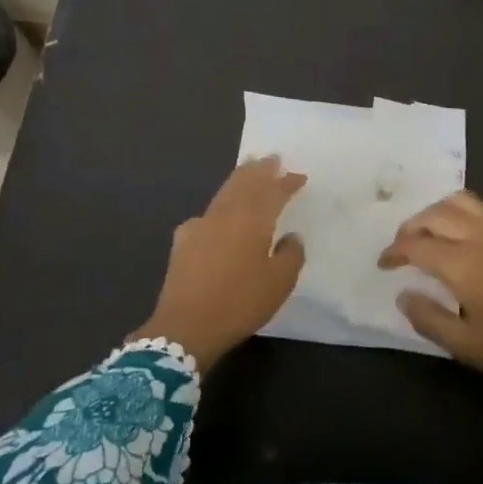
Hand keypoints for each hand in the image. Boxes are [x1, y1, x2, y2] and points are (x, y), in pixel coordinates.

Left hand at [132, 156, 306, 370]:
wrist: (186, 326)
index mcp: (252, 220)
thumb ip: (290, 255)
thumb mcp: (279, 284)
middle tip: (271, 158)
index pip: (273, 192)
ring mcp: (201, 224)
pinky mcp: (183, 240)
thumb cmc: (240, 303)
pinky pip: (205, 215)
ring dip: (239, 179)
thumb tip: (290, 237)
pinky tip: (216, 216)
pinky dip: (217, 208)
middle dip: (260, 169)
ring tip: (248, 170)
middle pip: (244, 182)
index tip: (299, 176)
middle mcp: (226, 214)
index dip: (287, 182)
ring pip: (224, 193)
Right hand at [379, 192, 482, 408]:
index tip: (384, 265)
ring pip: (459, 201)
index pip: (414, 245)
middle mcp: (478, 235)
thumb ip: (428, 318)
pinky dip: (467, 209)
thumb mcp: (467, 346)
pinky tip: (468, 227)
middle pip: (432, 216)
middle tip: (401, 247)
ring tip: (429, 230)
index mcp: (460, 263)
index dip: (393, 252)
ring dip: (436, 211)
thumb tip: (403, 293)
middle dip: (410, 228)